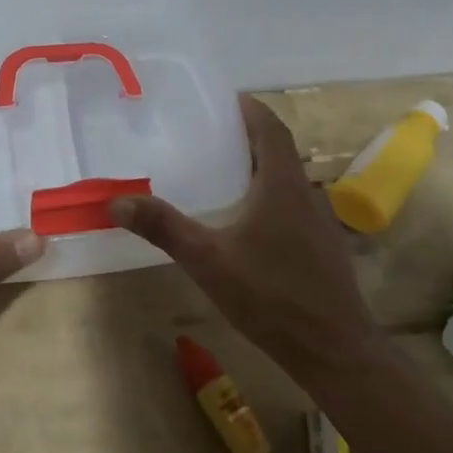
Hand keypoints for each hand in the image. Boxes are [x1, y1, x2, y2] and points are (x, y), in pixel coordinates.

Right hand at [114, 96, 377, 385]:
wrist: (335, 352)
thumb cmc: (272, 296)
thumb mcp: (208, 260)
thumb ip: (164, 227)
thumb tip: (117, 201)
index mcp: (283, 184)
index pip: (270, 127)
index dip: (249, 108)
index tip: (221, 100)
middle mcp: (306, 193)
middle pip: (279, 149)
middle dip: (246, 136)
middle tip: (207, 134)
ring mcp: (319, 221)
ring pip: (287, 178)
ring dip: (258, 166)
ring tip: (219, 171)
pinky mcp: (322, 247)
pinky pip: (292, 204)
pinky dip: (268, 195)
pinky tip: (244, 221)